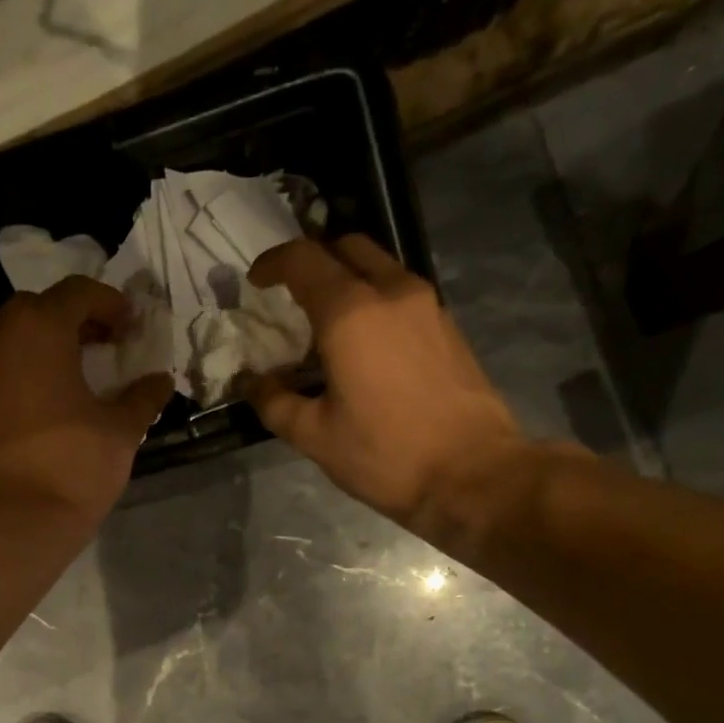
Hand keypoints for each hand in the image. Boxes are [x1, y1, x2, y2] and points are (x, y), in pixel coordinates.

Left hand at [0, 276, 173, 527]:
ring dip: (45, 345)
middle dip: (73, 319)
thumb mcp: (121, 431)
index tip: (130, 326)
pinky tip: (49, 403)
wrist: (14, 519)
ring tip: (76, 372)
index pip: (77, 292)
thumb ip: (143, 398)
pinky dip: (25, 373)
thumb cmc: (74, 465)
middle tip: (103, 344)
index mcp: (39, 330)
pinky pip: (0, 372)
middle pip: (38, 309)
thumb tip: (161, 381)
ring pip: (12, 339)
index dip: (109, 303)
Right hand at [246, 236, 540, 540]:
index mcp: (351, 313)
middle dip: (314, 260)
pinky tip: (365, 344)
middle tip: (292, 295)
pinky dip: (375, 300)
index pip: (304, 260)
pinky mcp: (448, 326)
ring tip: (327, 323)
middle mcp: (392, 293)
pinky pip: (402, 293)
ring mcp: (427, 306)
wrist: (471, 475)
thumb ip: (274, 402)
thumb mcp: (314, 436)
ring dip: (348, 279)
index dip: (272, 264)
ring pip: (380, 266)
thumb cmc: (385, 455)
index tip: (256, 282)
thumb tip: (252, 382)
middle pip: (347, 248)